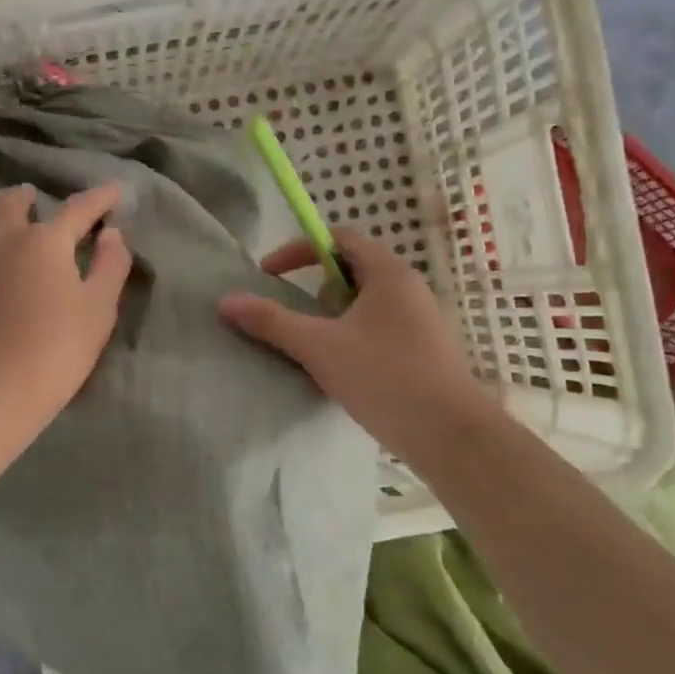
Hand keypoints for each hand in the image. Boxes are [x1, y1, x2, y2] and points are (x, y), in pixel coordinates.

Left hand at [0, 182, 132, 418]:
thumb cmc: (56, 348)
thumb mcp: (99, 309)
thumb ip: (110, 266)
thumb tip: (111, 234)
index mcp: (46, 240)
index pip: (78, 209)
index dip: (99, 198)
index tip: (114, 191)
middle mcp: (4, 238)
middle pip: (14, 203)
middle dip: (31, 196)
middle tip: (40, 199)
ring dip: (2, 213)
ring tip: (11, 219)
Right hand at [218, 228, 496, 462]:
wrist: (449, 434)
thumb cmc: (385, 377)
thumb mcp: (319, 347)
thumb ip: (271, 321)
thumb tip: (225, 301)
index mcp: (388, 273)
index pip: (338, 239)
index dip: (298, 250)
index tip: (268, 276)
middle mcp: (408, 288)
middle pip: (351, 270)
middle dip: (315, 289)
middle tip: (297, 318)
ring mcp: (419, 320)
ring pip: (364, 303)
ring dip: (332, 317)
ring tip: (316, 348)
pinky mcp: (422, 349)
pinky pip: (377, 327)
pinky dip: (351, 337)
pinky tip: (342, 371)